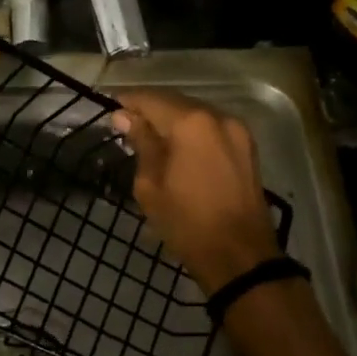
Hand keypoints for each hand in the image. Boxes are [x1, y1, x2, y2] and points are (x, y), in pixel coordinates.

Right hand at [112, 90, 278, 295]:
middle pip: (176, 102)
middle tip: (125, 124)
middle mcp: (218, 116)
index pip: (151, 99)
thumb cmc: (186, 222)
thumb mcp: (151, 185)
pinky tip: (177, 147)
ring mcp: (237, 131)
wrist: (240, 256)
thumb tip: (125, 117)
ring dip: (172, 120)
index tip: (109, 107)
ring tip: (149, 136)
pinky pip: (212, 129)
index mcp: (191, 123)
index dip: (128, 101)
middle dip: (150, 109)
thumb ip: (141, 143)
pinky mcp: (247, 147)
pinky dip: (192, 132)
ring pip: (196, 114)